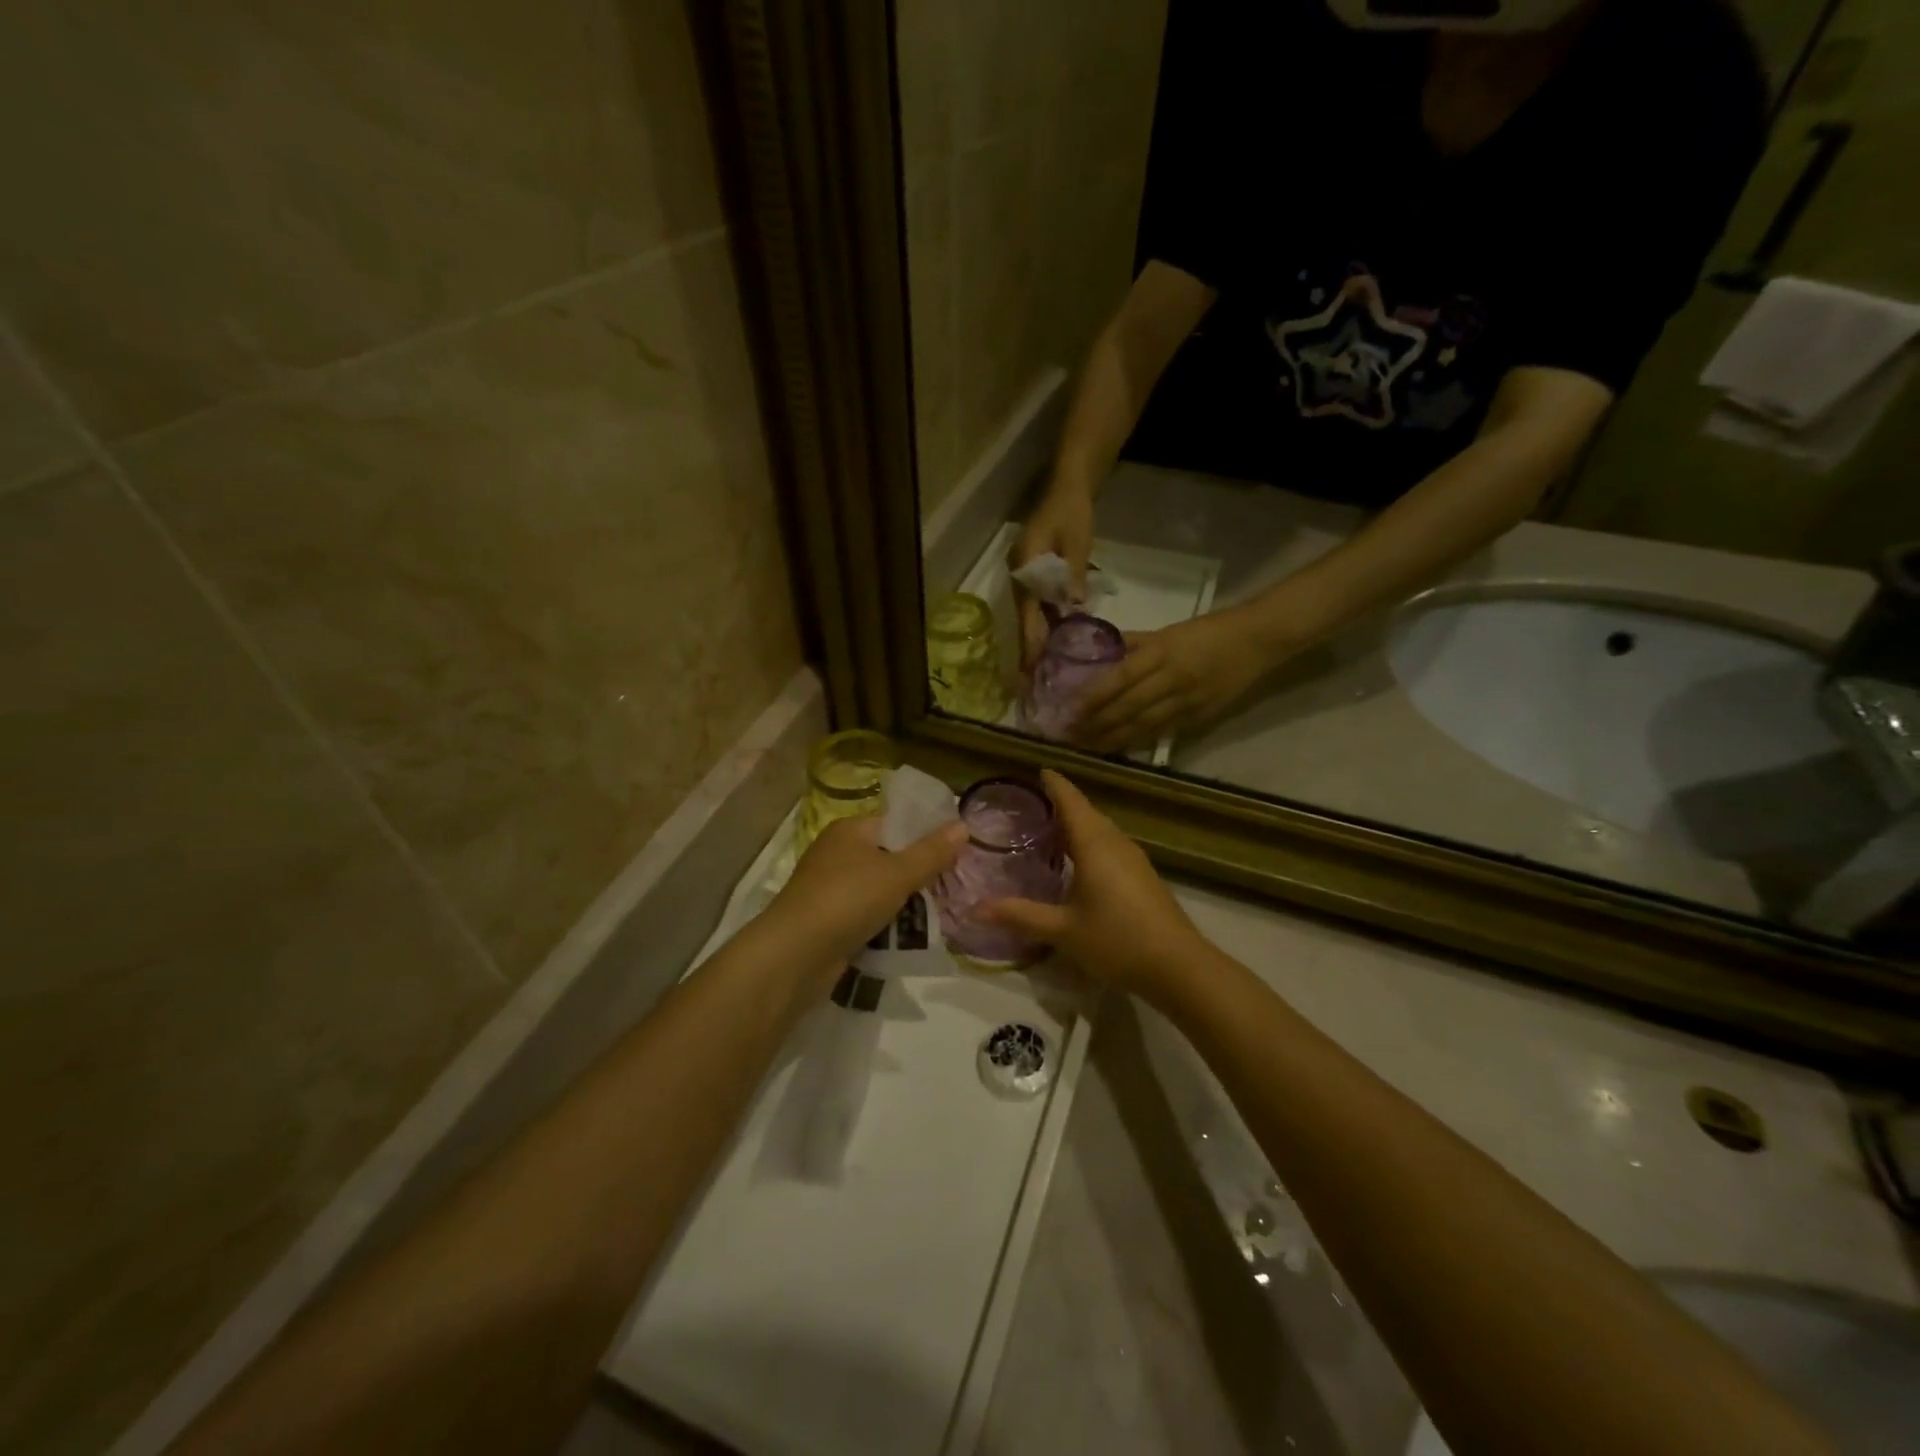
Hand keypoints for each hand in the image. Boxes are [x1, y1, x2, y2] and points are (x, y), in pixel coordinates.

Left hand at [763, 815, 966, 981]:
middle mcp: (838, 853)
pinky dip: (887, 924)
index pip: (897, 822)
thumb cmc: (848, 899)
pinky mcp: (830, 921)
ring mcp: (831, 889)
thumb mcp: (898, 873)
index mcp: (850, 830)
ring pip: (881, 889)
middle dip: (920, 873)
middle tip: (956, 886)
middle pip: (890, 856)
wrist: (795, 955)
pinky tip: (912, 935)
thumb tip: (963, 825)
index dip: (927, 834)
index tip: (960, 851)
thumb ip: (932, 852)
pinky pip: (868, 916)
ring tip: (942, 912)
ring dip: (906, 902)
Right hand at [985, 771, 1209, 997]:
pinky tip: (1077, 863)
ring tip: (1048, 831)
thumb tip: (976, 908)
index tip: (1037, 771)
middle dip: (1061, 804)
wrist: (1178, 966)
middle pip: (1086, 812)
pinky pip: (1109, 846)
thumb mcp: (1063, 930)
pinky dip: (1089, 843)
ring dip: (1076, 825)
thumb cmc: (1117, 940)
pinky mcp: (1143, 876)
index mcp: (1094, 844)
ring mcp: (1133, 859)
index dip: (1054, 784)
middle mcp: (1115, 842)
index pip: (1071, 801)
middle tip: (1029, 806)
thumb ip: (1021, 915)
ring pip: (1100, 830)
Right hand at [1011, 483, 1095, 666]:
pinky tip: (1056, 640)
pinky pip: (1037, 604)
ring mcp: (1025, 575)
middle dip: (1030, 647)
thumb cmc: (1072, 511)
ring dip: (1037, 638)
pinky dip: (1045, 623)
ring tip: (1044, 667)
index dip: (1030, 639)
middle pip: (1025, 617)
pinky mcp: (1034, 575)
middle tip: (1035, 679)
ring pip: (1030, 613)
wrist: (1068, 486)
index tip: (1032, 665)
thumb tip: (1075, 608)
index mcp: (1026, 566)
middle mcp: (1019, 574)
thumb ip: (1074, 575)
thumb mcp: (1077, 541)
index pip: (1027, 610)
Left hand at [1074, 607, 1276, 752]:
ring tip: (1088, 746)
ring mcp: (1187, 701)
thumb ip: (1134, 644)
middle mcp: (1172, 678)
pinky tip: (1118, 747)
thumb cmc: (1209, 630)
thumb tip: (1100, 651)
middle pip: (1128, 706)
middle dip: (1097, 723)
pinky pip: (1162, 731)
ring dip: (1113, 738)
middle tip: (1069, 736)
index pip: (1121, 677)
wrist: (1257, 641)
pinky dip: (1138, 740)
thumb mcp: (1167, 630)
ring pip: (1143, 725)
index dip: (1094, 696)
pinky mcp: (1199, 717)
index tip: (1069, 709)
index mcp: (1162, 651)